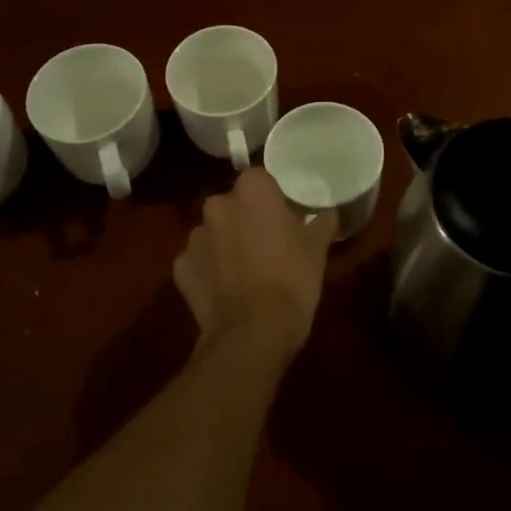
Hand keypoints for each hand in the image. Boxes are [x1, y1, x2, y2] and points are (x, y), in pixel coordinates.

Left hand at [173, 168, 338, 358]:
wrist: (254, 331)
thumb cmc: (292, 278)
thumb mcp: (317, 248)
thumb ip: (322, 222)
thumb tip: (329, 212)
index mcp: (252, 191)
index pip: (260, 179)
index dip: (273, 197)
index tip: (285, 215)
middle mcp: (217, 205)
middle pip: (233, 204)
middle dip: (246, 218)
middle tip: (268, 242)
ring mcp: (194, 238)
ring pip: (214, 232)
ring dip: (226, 243)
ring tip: (246, 270)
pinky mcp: (181, 268)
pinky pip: (199, 261)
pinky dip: (209, 270)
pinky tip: (226, 290)